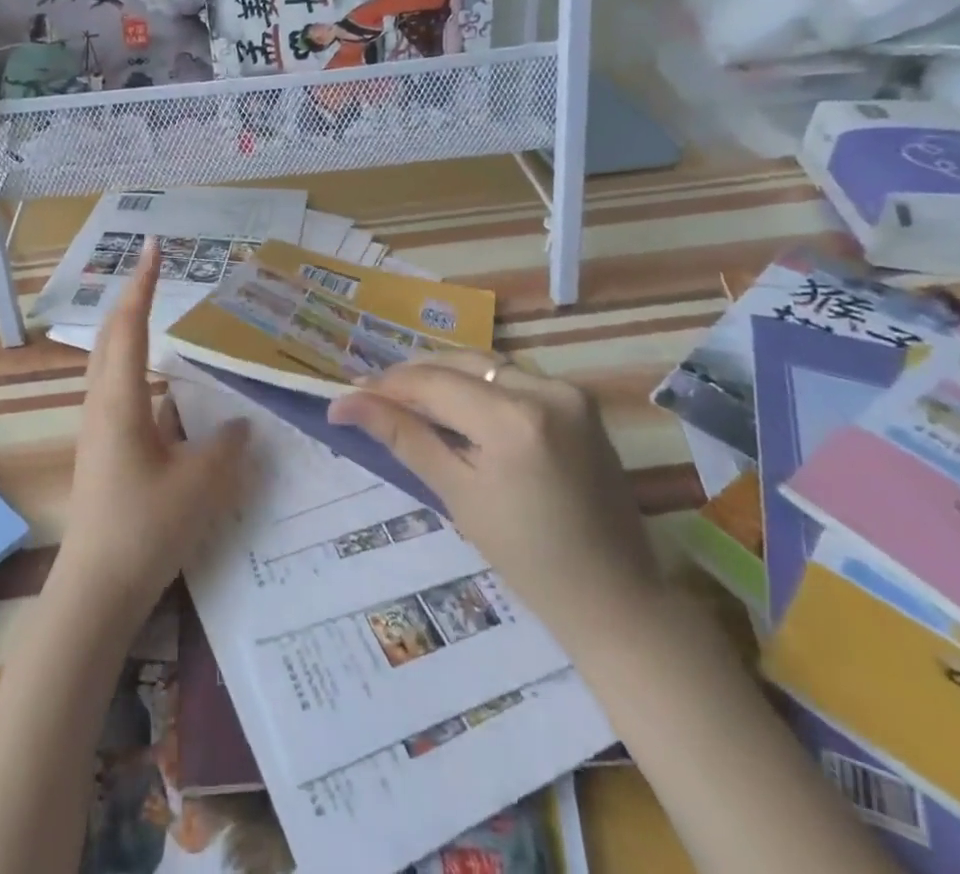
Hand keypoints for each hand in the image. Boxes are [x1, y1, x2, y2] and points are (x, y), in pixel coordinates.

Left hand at [52, 239, 250, 630]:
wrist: (96, 589)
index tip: (153, 246)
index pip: (130, 324)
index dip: (143, 283)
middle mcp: (102, 404)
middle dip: (133, 298)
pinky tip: (170, 394)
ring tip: (162, 319)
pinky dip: (142, 373)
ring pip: (114, 365)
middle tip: (156, 271)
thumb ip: (228, 445)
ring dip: (134, 334)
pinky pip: (123, 393)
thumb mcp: (201, 483)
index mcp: (120, 399)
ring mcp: (99, 428)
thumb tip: (239, 424)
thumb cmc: (146, 526)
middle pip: (113, 336)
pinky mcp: (104, 450)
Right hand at [326, 351, 664, 652]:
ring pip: (487, 366)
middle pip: (460, 363)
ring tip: (407, 398)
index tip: (348, 394)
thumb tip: (344, 405)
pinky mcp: (580, 401)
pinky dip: (480, 386)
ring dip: (445, 376)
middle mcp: (546, 389)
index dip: (386, 386)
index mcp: (514, 420)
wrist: (615, 596)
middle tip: (371, 394)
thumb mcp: (457, 496)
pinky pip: (515, 378)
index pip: (434, 383)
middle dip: (413, 376)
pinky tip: (457, 405)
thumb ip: (403, 437)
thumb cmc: (528, 559)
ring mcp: (570, 391)